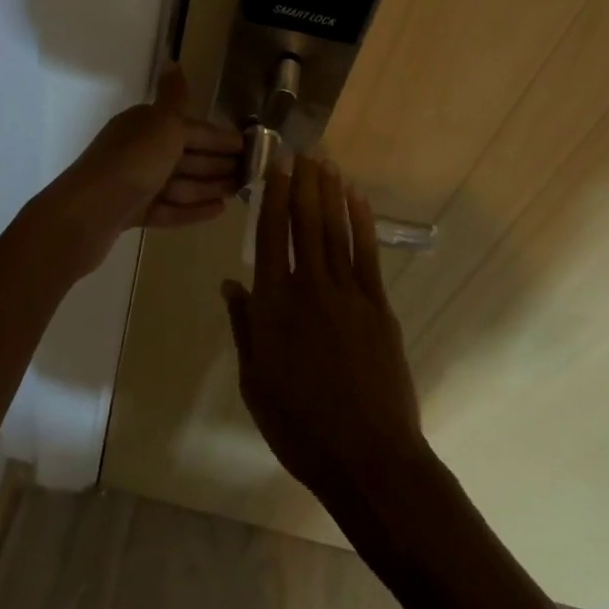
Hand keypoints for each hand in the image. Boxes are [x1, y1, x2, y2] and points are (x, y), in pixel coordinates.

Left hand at [36, 64, 243, 277]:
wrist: (84, 215)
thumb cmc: (132, 163)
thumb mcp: (160, 124)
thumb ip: (174, 97)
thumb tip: (172, 59)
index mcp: (145, 124)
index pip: (191, 128)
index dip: (221, 138)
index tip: (251, 147)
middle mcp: (139, 150)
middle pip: (186, 154)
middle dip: (218, 162)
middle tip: (251, 173)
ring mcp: (135, 183)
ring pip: (179, 182)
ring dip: (209, 185)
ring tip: (239, 192)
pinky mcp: (131, 214)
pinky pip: (169, 208)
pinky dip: (192, 209)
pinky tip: (218, 211)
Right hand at [221, 156, 427, 503]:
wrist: (368, 457)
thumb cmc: (301, 426)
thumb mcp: (255, 382)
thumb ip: (244, 327)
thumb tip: (230, 283)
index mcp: (273, 305)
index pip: (270, 235)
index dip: (273, 196)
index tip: (276, 166)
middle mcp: (309, 287)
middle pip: (305, 222)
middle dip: (303, 183)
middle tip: (302, 152)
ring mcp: (348, 293)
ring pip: (335, 230)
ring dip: (330, 193)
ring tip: (326, 164)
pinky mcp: (378, 305)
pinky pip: (366, 253)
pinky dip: (361, 222)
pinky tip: (356, 200)